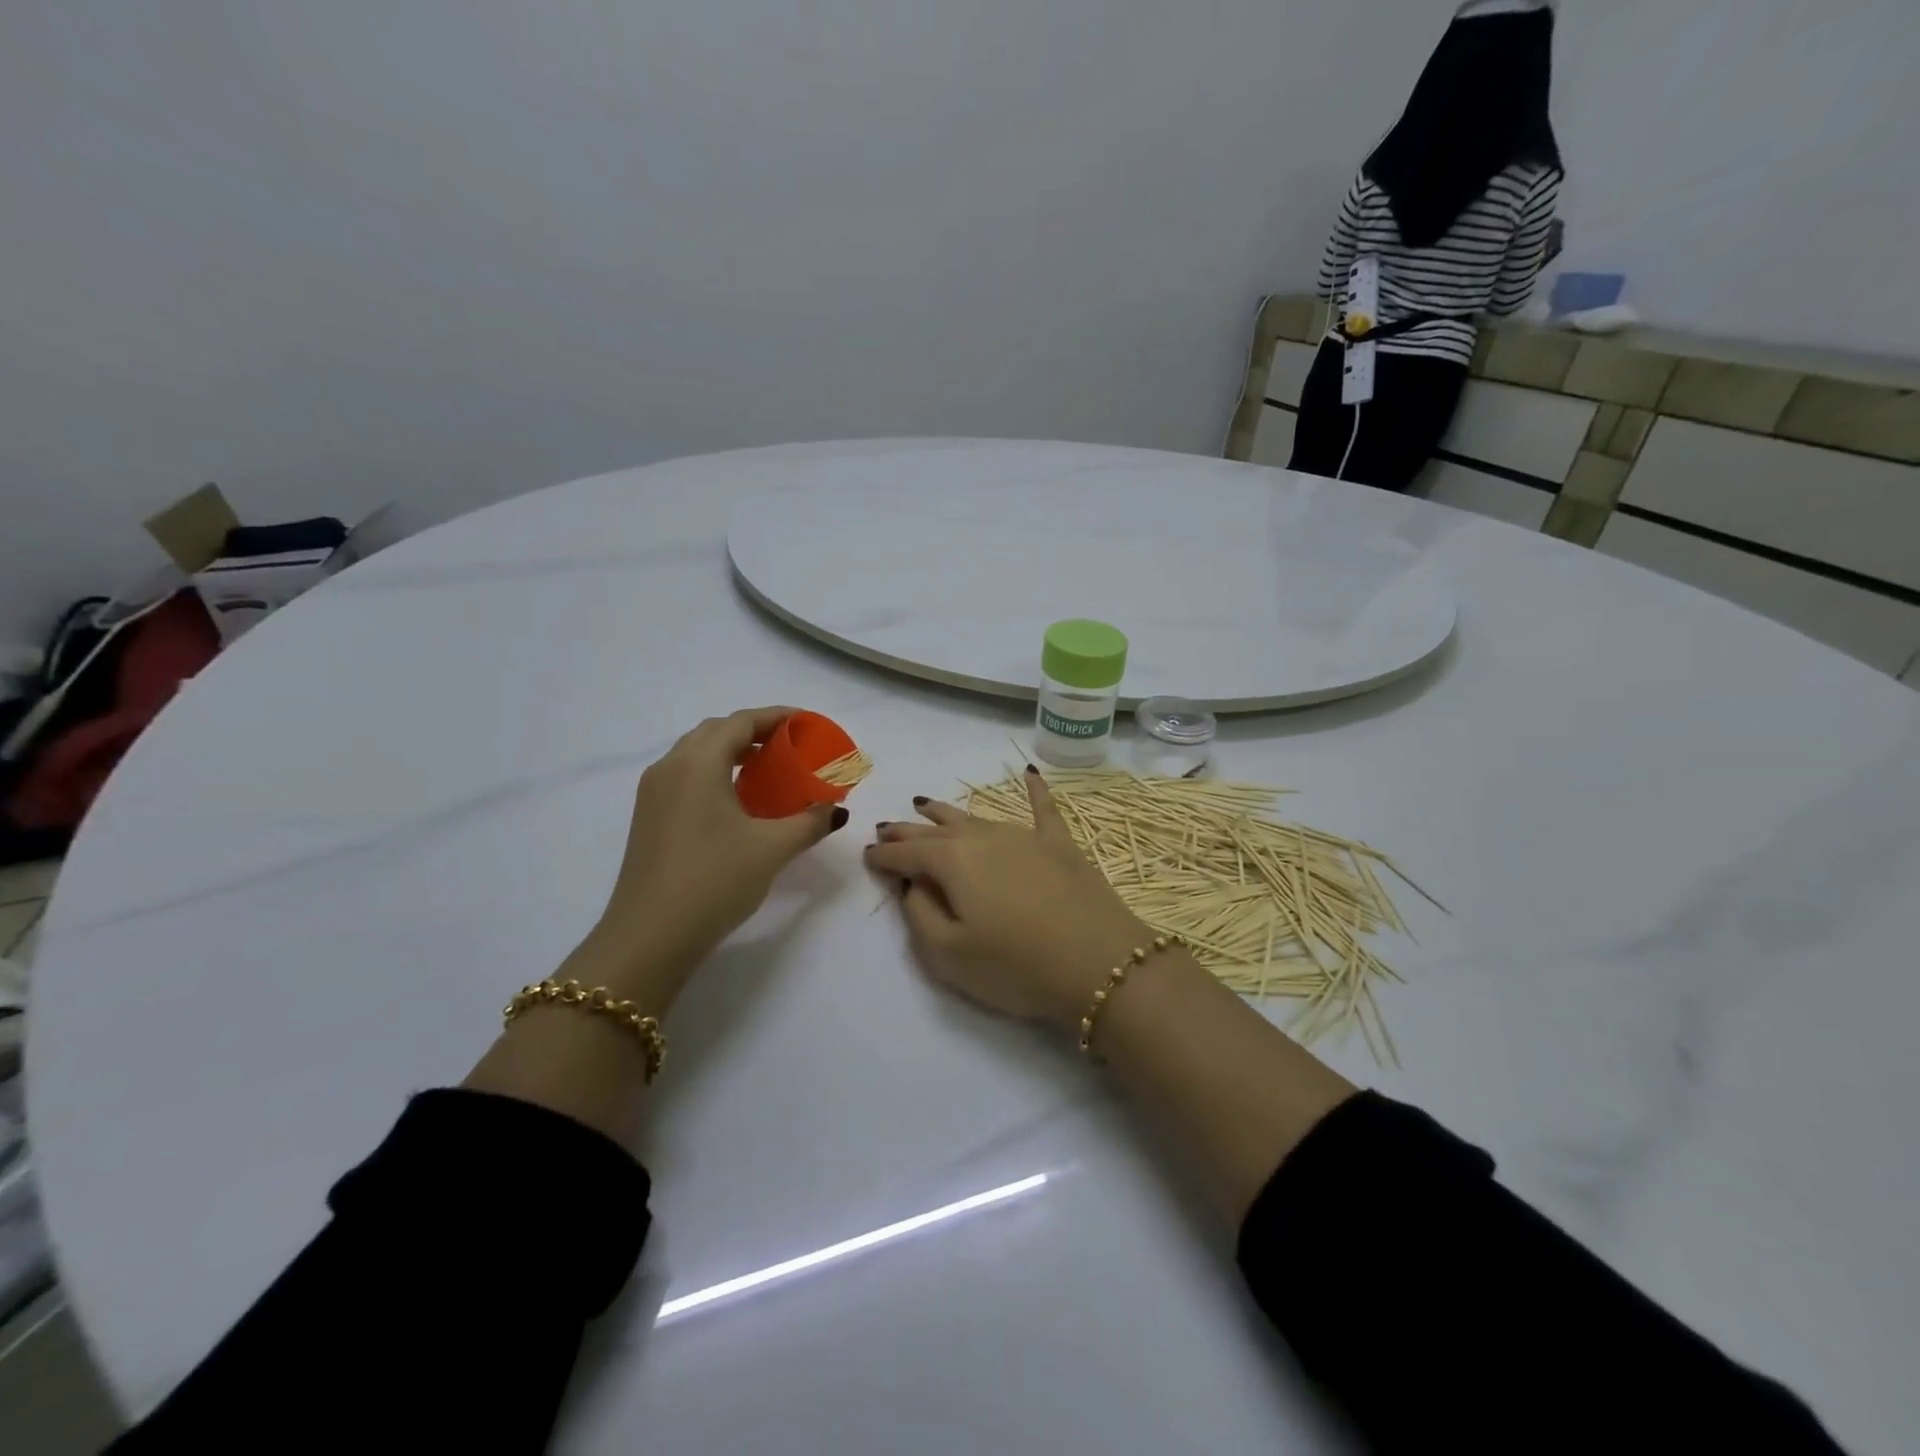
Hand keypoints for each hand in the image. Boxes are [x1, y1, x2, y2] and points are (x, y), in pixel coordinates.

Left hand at [588, 707, 848, 987]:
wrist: (650, 937)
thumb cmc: (714, 881)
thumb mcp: (772, 849)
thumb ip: (809, 822)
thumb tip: (836, 810)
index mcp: (698, 763)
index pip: (741, 722)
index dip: (777, 716)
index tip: (807, 723)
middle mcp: (670, 768)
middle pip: (716, 732)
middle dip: (755, 731)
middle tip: (790, 746)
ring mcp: (654, 793)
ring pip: (697, 754)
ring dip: (732, 752)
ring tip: (768, 770)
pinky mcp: (649, 818)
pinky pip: (686, 776)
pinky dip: (715, 773)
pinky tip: (738, 801)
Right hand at [863, 766, 1150, 1029]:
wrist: (1100, 964)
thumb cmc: (1016, 966)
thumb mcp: (949, 954)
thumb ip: (920, 915)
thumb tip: (913, 884)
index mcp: (952, 862)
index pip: (906, 853)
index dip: (883, 854)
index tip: (867, 854)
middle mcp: (983, 838)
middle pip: (936, 830)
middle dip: (908, 829)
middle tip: (886, 827)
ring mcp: (1024, 836)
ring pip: (975, 817)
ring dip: (947, 812)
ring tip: (925, 805)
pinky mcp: (1060, 844)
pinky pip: (1043, 808)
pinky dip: (1035, 790)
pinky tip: (1030, 773)